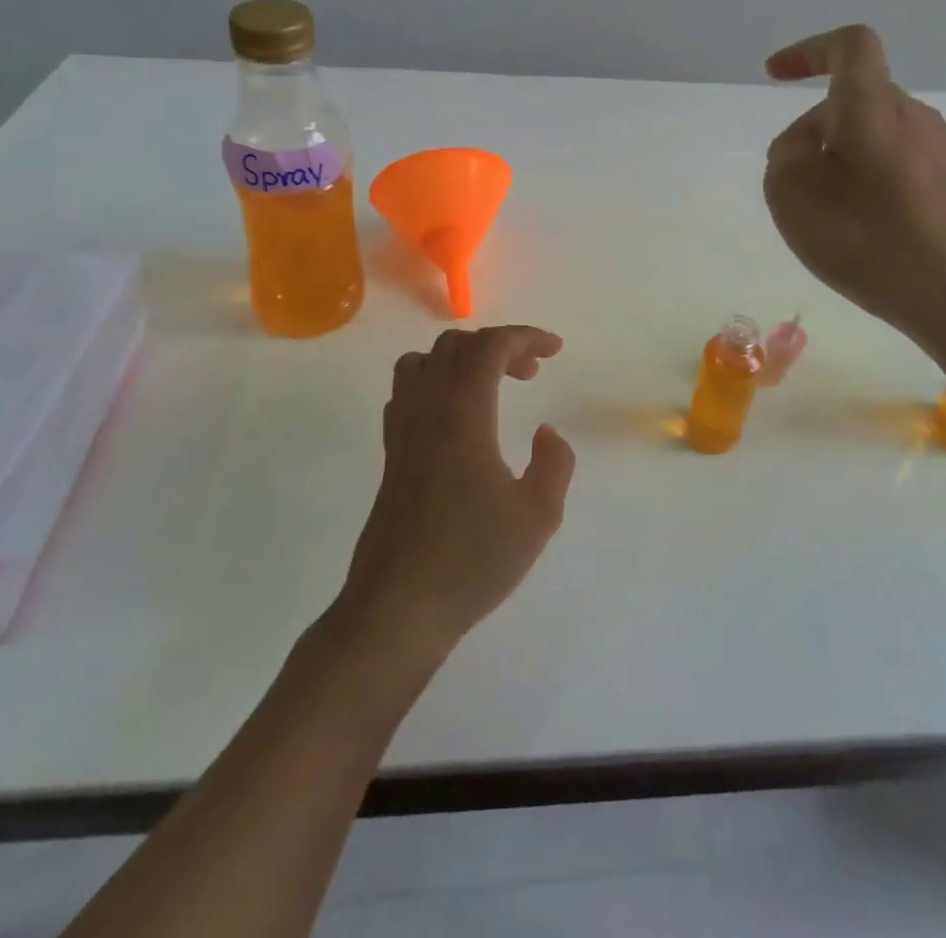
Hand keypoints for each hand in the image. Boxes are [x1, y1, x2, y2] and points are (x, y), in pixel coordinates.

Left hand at [338, 326, 575, 662]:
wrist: (397, 608)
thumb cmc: (471, 560)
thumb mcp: (537, 515)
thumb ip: (554, 464)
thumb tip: (547, 433)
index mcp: (463, 412)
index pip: (490, 346)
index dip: (526, 337)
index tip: (555, 350)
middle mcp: (427, 409)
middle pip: (456, 346)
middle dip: (498, 346)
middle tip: (531, 372)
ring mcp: (401, 430)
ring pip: (423, 362)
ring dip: (461, 359)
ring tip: (490, 386)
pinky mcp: (390, 455)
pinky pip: (407, 393)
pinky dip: (435, 383)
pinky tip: (456, 418)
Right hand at [763, 24, 945, 352]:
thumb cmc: (867, 233)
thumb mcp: (792, 192)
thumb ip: (785, 155)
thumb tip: (806, 148)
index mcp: (871, 103)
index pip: (849, 46)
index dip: (809, 50)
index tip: (774, 74)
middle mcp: (911, 116)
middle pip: (854, 99)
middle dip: (812, 128)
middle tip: (788, 182)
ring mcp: (937, 152)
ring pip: (871, 137)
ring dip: (836, 161)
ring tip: (820, 217)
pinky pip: (891, 168)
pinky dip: (862, 185)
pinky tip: (856, 233)